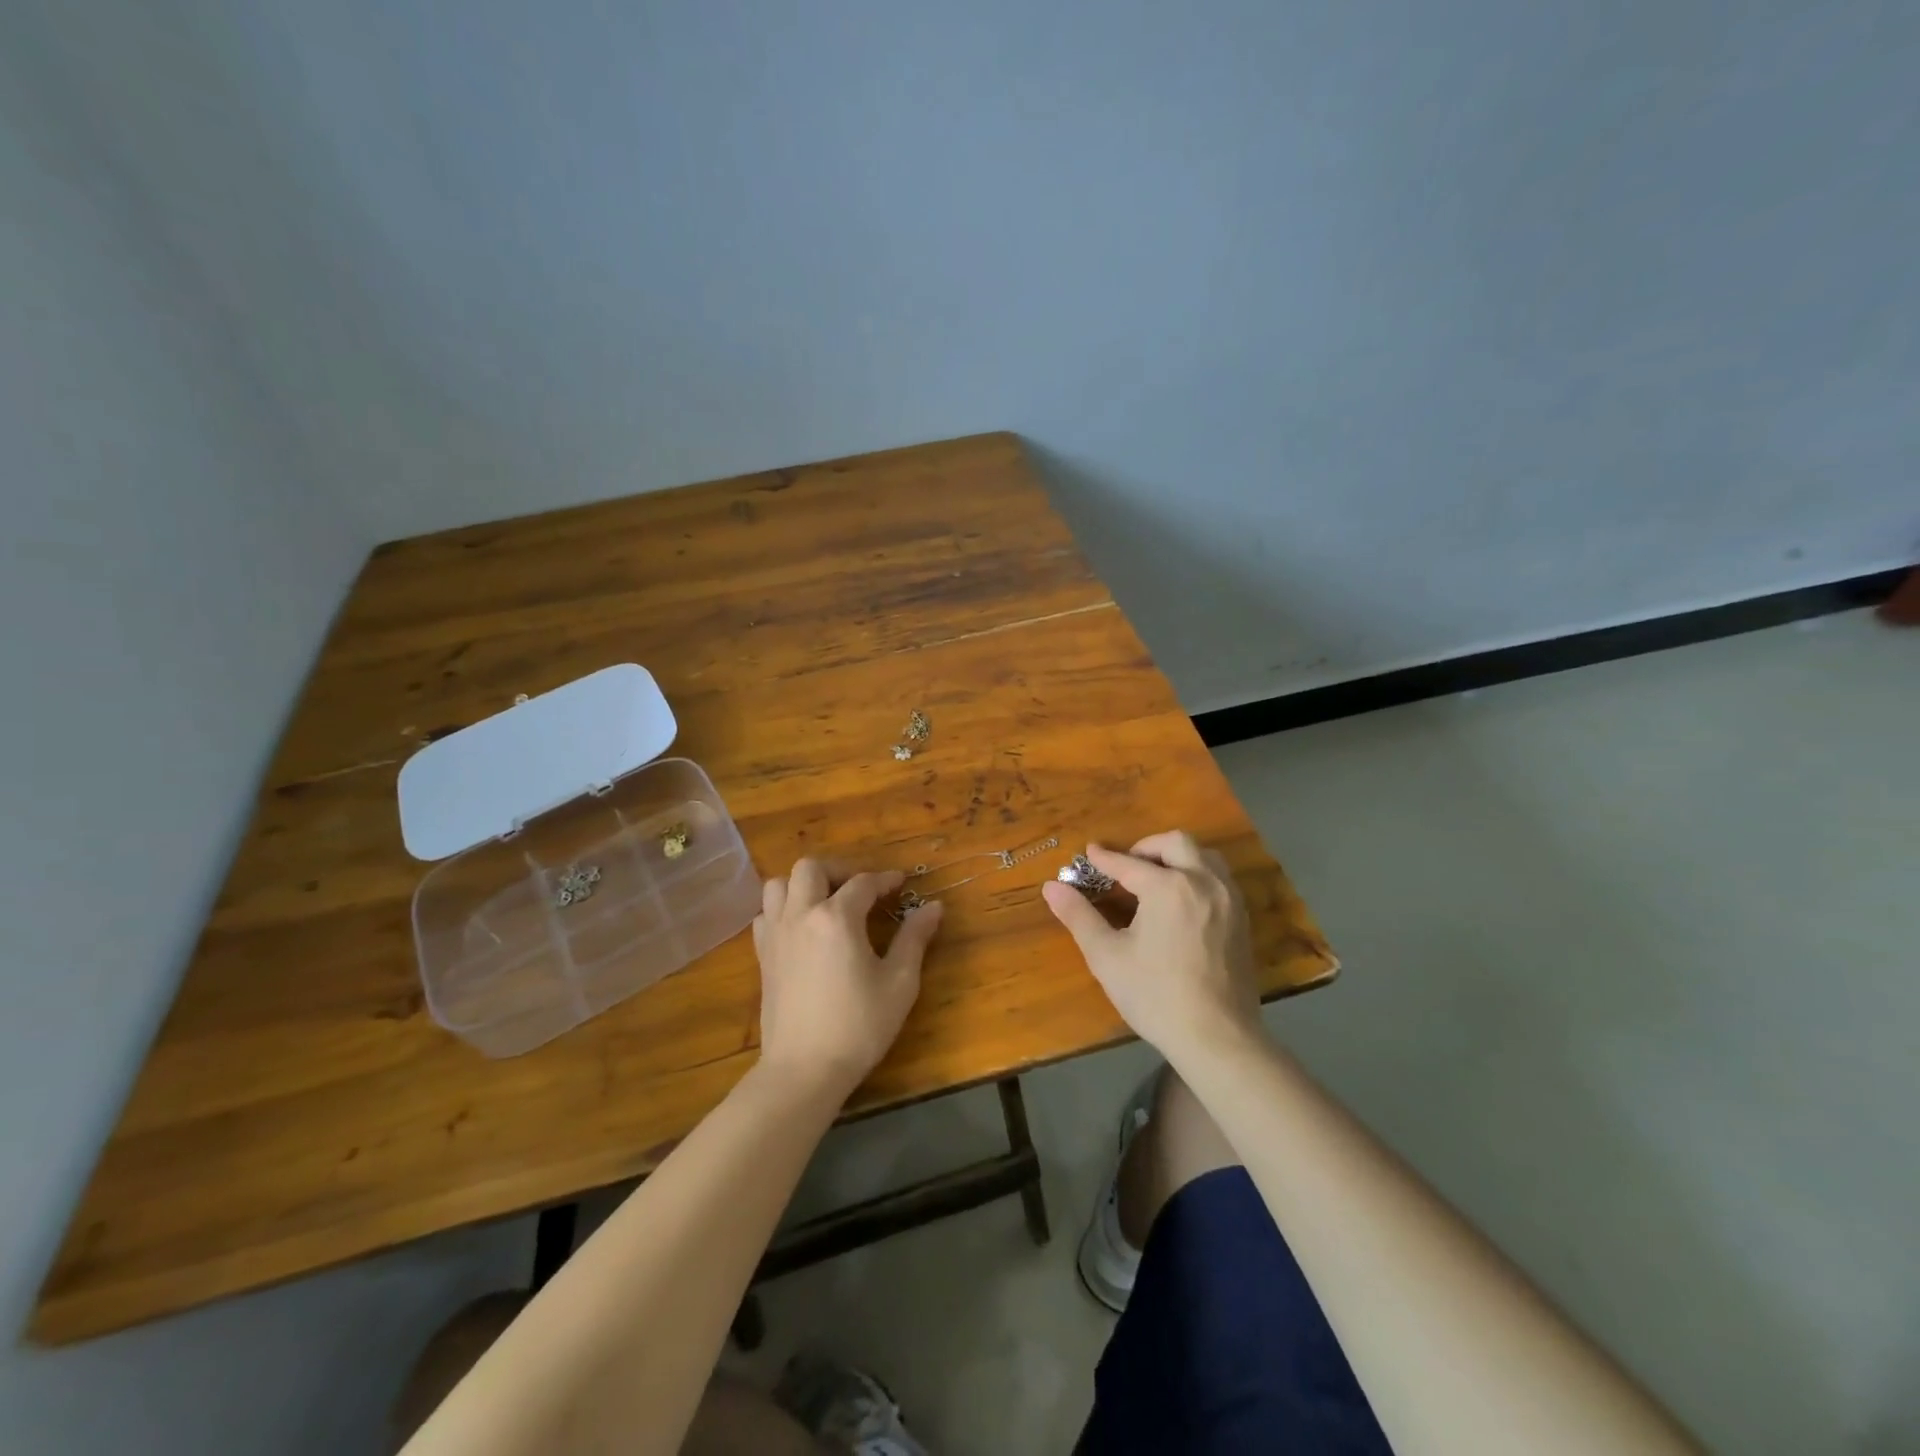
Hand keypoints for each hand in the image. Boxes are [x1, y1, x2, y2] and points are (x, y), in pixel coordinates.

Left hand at [752, 859, 943, 1097]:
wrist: (803, 1070)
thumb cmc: (858, 1026)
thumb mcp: (899, 983)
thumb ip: (914, 938)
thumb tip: (934, 906)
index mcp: (836, 918)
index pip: (863, 882)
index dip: (885, 879)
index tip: (901, 883)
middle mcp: (801, 915)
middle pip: (811, 868)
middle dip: (838, 870)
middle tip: (860, 890)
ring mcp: (776, 934)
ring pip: (779, 884)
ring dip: (803, 884)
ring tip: (826, 902)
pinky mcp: (763, 955)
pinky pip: (765, 914)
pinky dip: (782, 909)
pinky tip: (802, 929)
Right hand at [1041, 831, 1261, 1066]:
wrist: (1217, 1037)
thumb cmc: (1155, 996)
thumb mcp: (1107, 956)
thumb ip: (1079, 916)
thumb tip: (1051, 887)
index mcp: (1167, 887)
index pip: (1129, 863)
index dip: (1105, 858)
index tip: (1089, 853)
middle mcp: (1202, 882)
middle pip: (1176, 843)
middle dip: (1147, 848)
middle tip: (1127, 867)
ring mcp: (1228, 899)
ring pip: (1204, 856)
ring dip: (1178, 857)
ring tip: (1157, 879)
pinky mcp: (1242, 919)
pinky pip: (1220, 879)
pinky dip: (1198, 875)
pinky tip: (1182, 902)